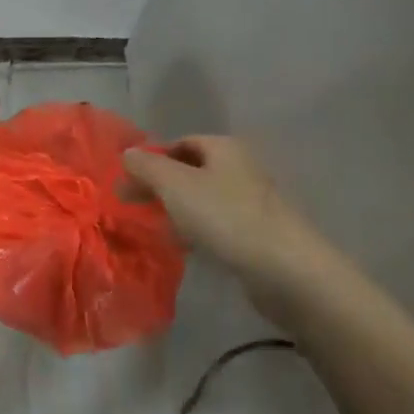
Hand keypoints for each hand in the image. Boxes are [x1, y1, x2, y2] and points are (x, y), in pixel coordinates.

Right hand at [120, 136, 327, 283]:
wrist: (286, 270)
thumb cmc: (225, 216)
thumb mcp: (174, 185)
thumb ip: (146, 166)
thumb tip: (127, 153)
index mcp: (224, 148)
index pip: (180, 142)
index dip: (152, 158)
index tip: (129, 181)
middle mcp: (241, 168)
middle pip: (191, 170)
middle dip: (161, 186)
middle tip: (134, 204)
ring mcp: (252, 202)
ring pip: (204, 199)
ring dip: (178, 210)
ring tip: (154, 227)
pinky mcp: (259, 234)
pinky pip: (218, 225)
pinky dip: (198, 231)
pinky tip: (185, 248)